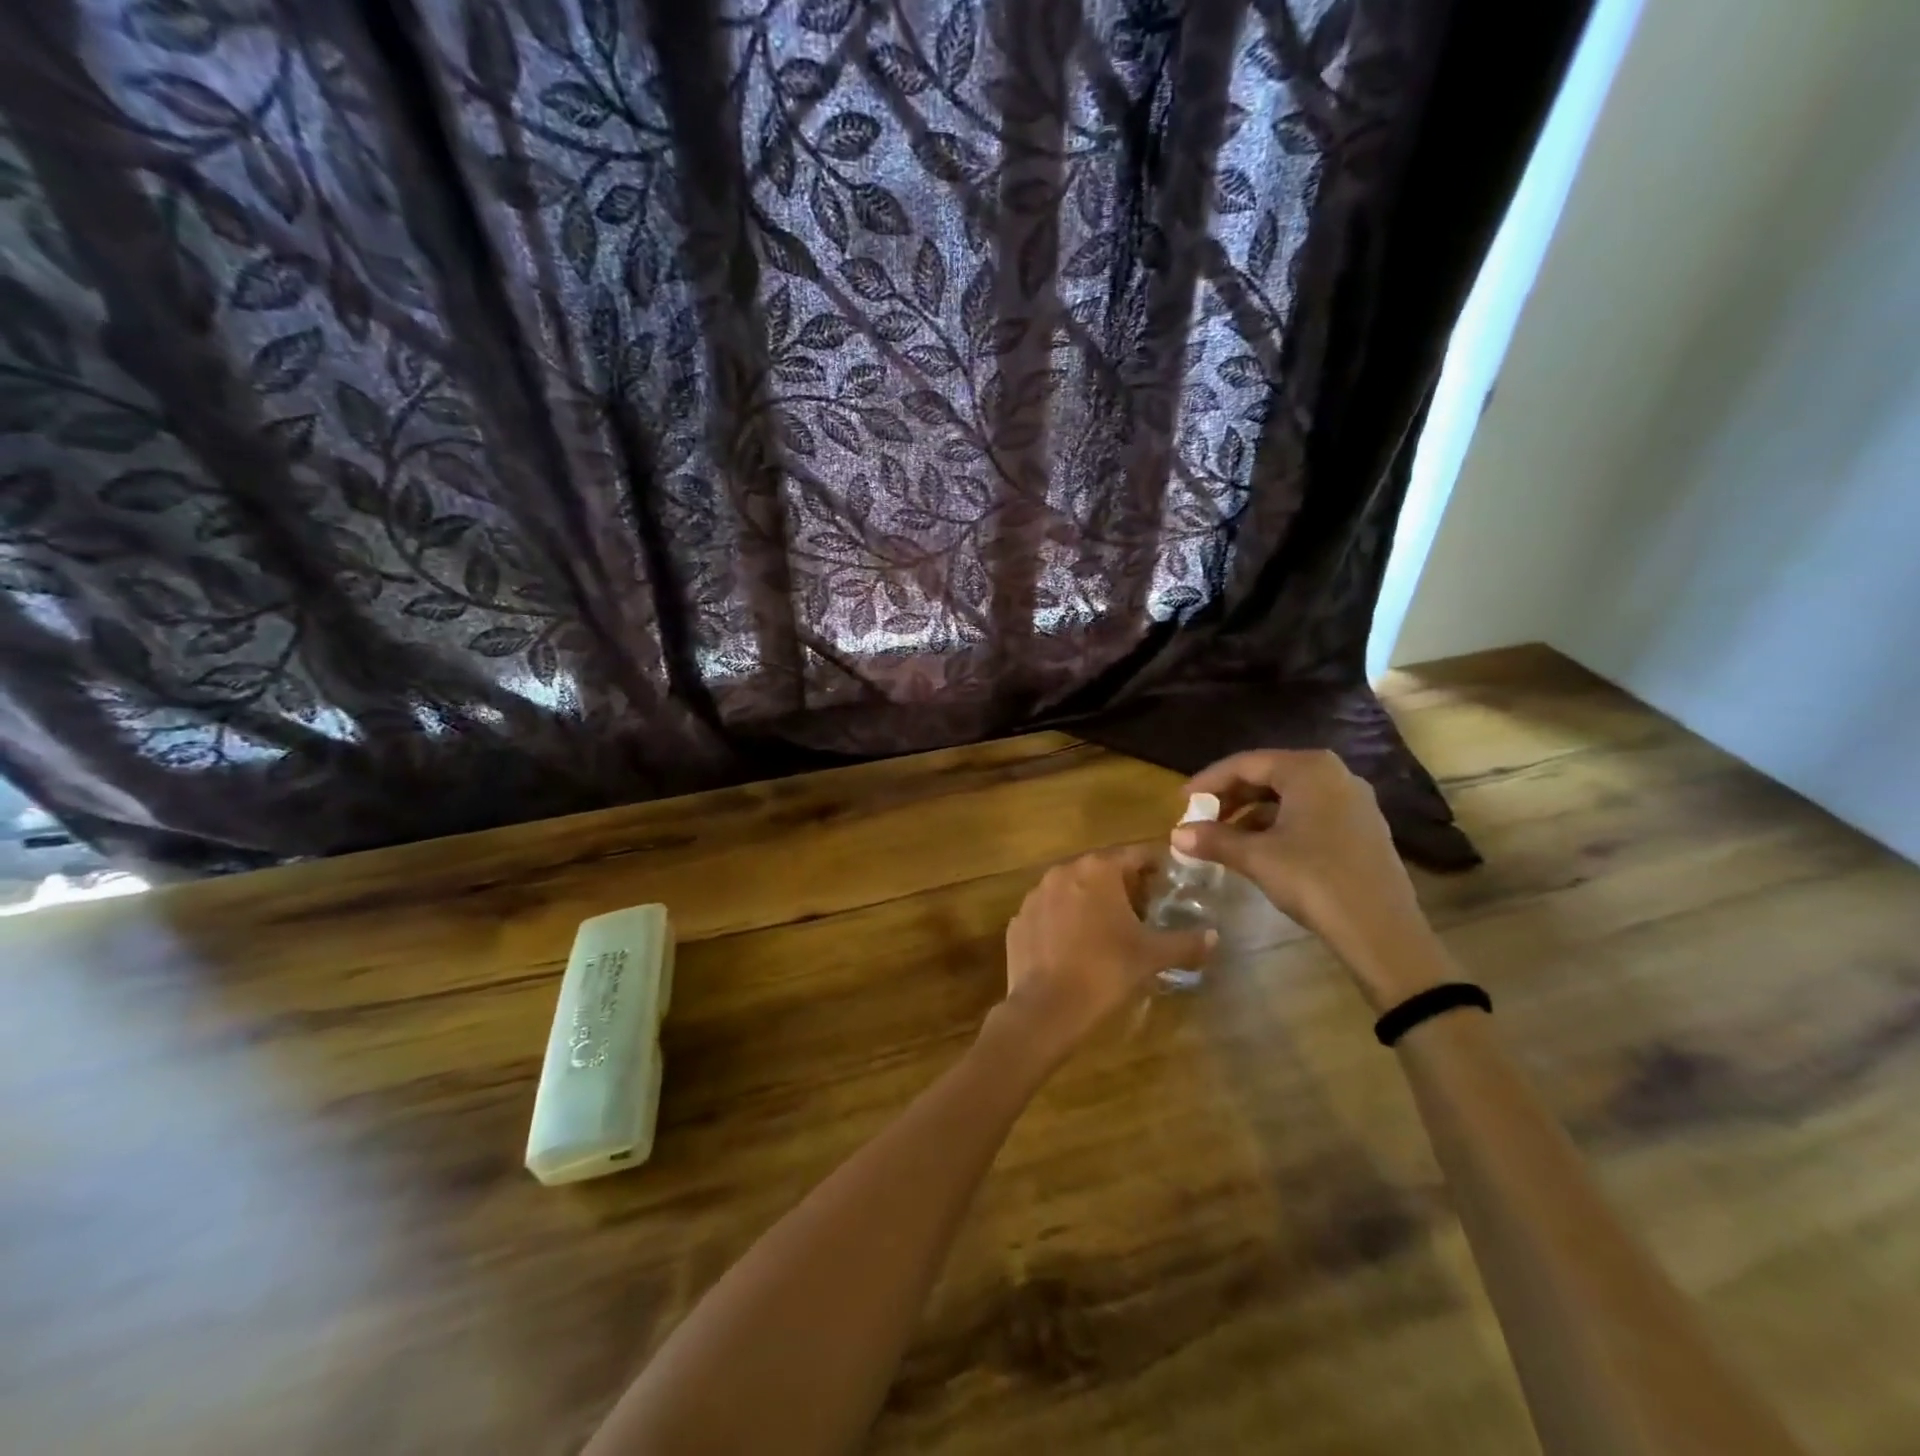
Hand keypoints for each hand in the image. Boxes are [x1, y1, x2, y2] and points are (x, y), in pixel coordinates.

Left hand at [996, 846, 1214, 1065]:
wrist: (1046, 1009)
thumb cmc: (1105, 972)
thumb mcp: (1152, 957)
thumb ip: (1186, 942)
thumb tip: (1215, 936)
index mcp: (1098, 870)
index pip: (1136, 855)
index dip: (1156, 868)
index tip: (1170, 886)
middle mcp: (1063, 871)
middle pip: (1102, 869)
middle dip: (1124, 887)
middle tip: (1144, 913)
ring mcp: (1035, 894)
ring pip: (1072, 889)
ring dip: (1092, 902)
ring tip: (1110, 932)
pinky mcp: (1018, 919)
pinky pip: (1050, 912)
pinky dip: (1065, 922)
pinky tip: (1076, 948)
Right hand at [1172, 750, 1449, 1009]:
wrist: (1381, 931)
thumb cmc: (1314, 880)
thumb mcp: (1257, 857)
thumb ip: (1214, 840)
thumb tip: (1175, 835)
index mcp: (1309, 769)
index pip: (1246, 764)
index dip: (1209, 781)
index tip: (1182, 801)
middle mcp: (1334, 775)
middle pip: (1269, 776)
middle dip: (1231, 797)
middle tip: (1201, 819)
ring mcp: (1353, 801)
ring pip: (1289, 797)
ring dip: (1252, 814)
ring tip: (1224, 839)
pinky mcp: (1361, 828)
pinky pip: (1308, 813)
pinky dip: (1278, 825)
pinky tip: (1259, 850)